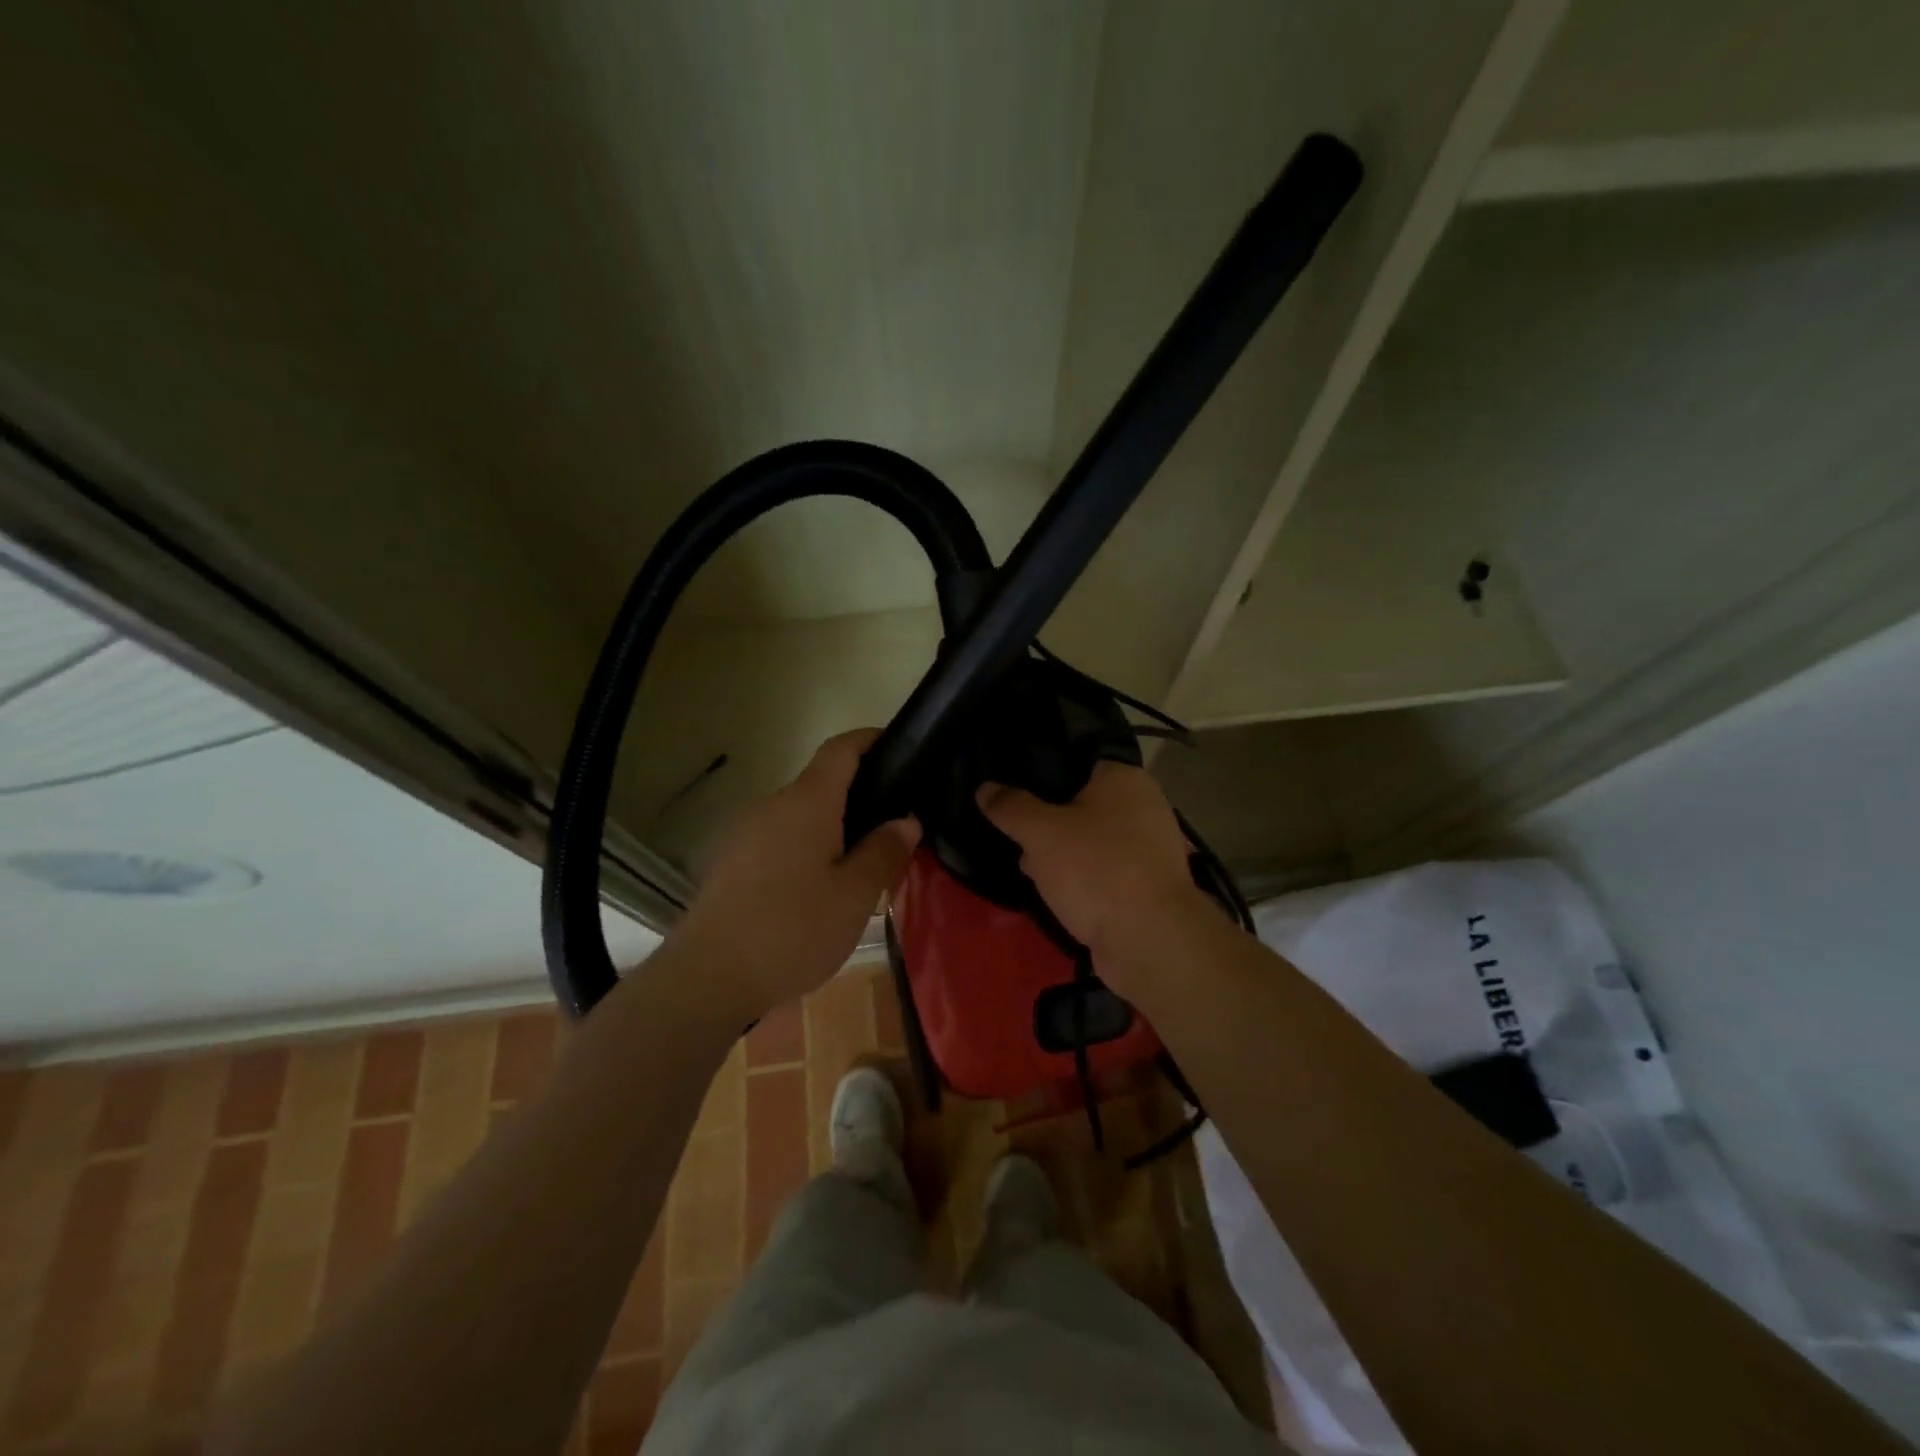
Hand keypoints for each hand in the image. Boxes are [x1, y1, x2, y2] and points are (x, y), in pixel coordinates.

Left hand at [677, 730, 919, 1019]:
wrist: (707, 977)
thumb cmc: (792, 929)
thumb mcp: (854, 896)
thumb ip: (883, 852)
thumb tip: (906, 820)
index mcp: (807, 802)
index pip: (841, 749)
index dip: (870, 739)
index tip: (899, 746)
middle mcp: (773, 805)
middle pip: (821, 784)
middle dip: (858, 797)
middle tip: (892, 831)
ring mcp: (745, 833)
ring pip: (799, 816)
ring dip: (831, 829)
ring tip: (859, 867)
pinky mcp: (729, 862)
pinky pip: (778, 840)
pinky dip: (805, 849)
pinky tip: (816, 892)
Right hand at [978, 763, 1210, 996]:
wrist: (1148, 940)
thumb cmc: (1096, 869)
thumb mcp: (1040, 832)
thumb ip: (1011, 807)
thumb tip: (985, 788)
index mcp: (1125, 778)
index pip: (1077, 761)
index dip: (1042, 775)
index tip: (1012, 791)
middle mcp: (1144, 806)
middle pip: (1081, 804)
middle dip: (1048, 824)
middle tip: (1018, 838)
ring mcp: (1149, 849)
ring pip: (1091, 841)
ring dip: (1062, 856)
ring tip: (1030, 870)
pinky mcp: (1147, 885)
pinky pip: (1104, 871)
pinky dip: (1082, 880)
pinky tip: (1056, 895)